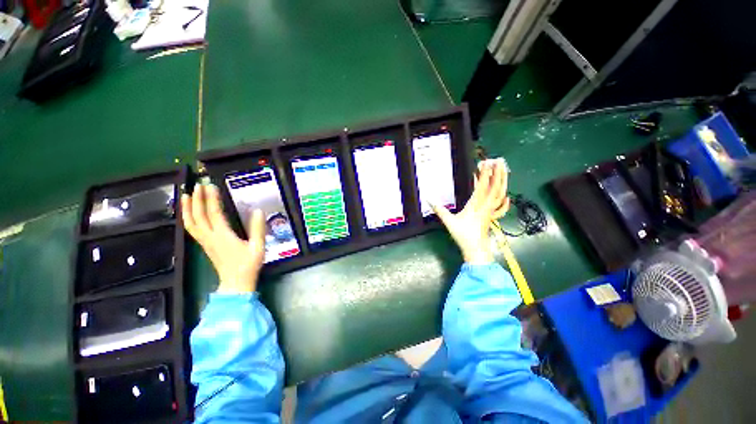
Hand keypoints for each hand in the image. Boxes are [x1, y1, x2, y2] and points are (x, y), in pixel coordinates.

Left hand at [181, 184, 265, 292]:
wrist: (236, 283)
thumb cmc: (248, 264)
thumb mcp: (258, 246)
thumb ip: (258, 228)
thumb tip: (257, 210)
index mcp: (223, 236)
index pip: (214, 213)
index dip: (211, 199)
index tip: (210, 185)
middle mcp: (210, 237)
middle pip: (198, 216)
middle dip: (196, 199)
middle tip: (197, 185)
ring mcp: (205, 242)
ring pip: (191, 223)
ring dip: (187, 208)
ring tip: (184, 195)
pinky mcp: (205, 246)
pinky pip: (192, 229)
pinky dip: (188, 219)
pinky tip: (189, 214)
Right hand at [433, 158, 509, 264]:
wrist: (476, 249)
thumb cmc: (463, 235)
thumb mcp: (449, 222)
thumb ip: (440, 210)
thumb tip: (429, 200)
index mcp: (476, 205)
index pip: (482, 186)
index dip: (485, 174)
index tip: (486, 162)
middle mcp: (486, 206)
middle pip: (496, 187)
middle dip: (498, 173)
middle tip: (498, 160)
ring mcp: (491, 211)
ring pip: (500, 194)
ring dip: (503, 182)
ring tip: (503, 171)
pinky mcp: (491, 217)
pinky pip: (501, 207)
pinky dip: (505, 201)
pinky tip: (506, 196)